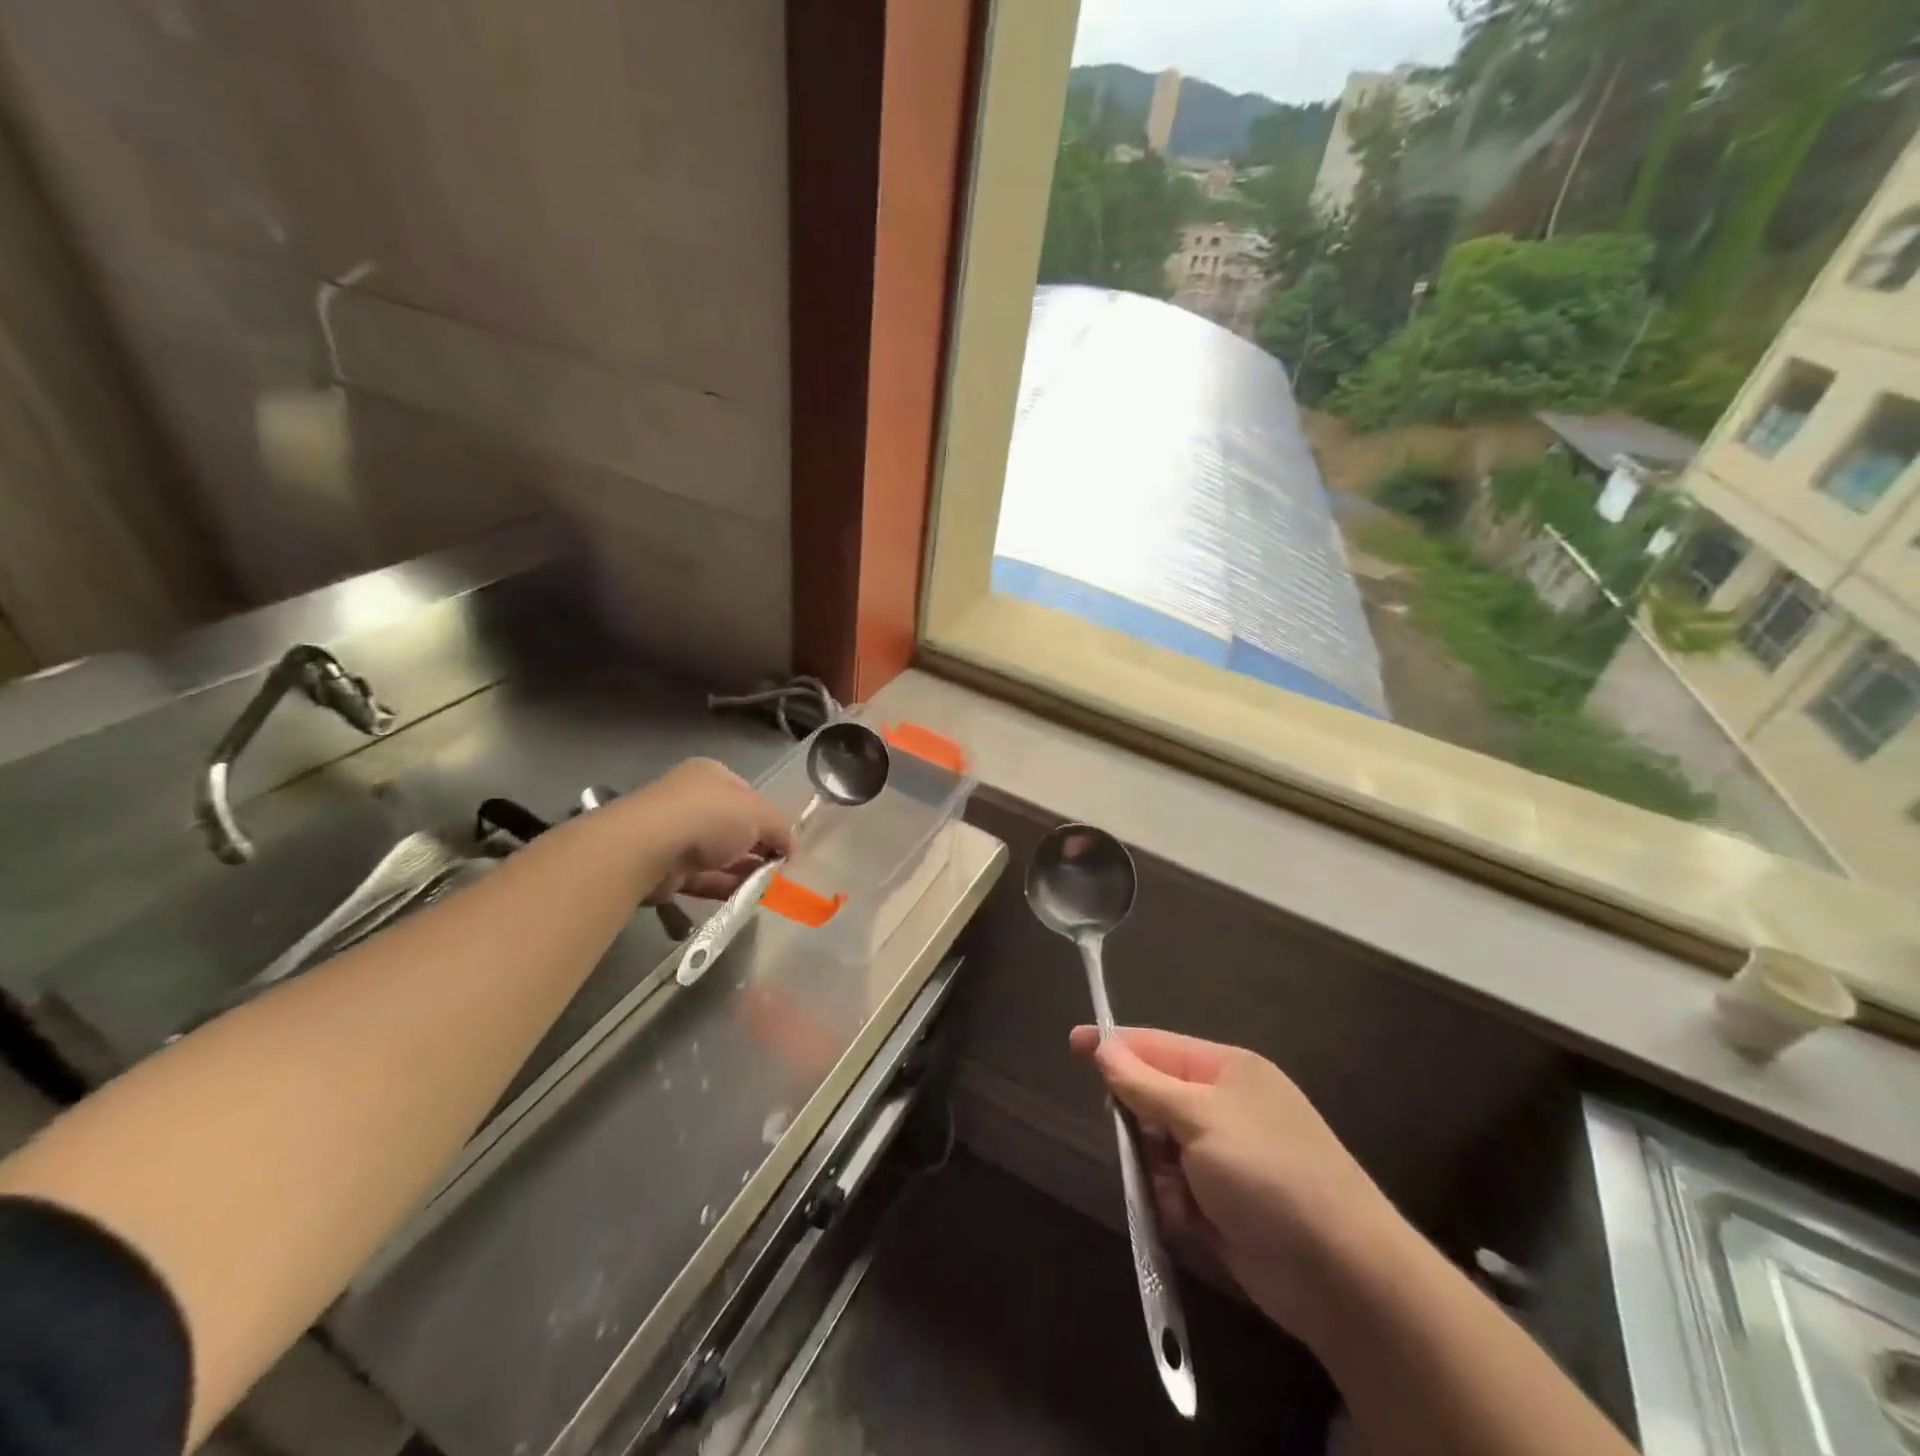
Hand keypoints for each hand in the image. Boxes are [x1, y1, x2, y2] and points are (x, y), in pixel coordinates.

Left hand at [617, 759, 793, 901]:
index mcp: (712, 776)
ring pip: (718, 855)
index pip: (749, 797)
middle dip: (757, 849)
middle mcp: (691, 800)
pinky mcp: (664, 867)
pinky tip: (744, 899)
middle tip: (779, 870)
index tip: (786, 845)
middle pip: (734, 827)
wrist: (650, 847)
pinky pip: (701, 878)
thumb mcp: (760, 815)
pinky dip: (722, 887)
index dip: (771, 820)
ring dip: (742, 872)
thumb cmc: (710, 816)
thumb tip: (793, 847)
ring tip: (767, 890)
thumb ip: (782, 829)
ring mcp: (674, 834)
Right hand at [1070, 1025, 1401, 1335]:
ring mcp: (1228, 1158)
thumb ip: (1144, 1084)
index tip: (1072, 1044)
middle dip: (1138, 1120)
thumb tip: (1103, 1046)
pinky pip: (1176, 1190)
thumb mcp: (1199, 1118)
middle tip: (1133, 1142)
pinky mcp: (1227, 1205)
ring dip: (1156, 1169)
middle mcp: (1226, 1107)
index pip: (1156, 1046)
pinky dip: (1174, 1204)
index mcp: (1227, 1071)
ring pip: (1160, 1148)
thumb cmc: (1267, 1174)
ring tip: (1174, 1192)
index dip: (1114, 1045)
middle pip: (1155, 1097)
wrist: (1343, 1276)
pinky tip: (1190, 1221)